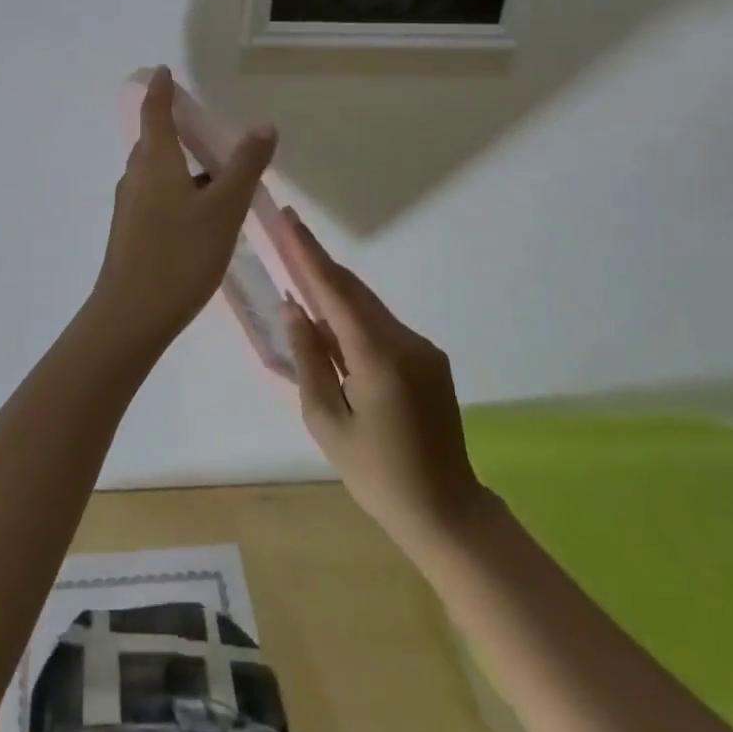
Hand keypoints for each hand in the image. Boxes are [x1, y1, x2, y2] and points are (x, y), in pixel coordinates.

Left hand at [87, 67, 277, 354]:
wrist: (131, 315)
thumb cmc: (180, 255)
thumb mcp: (223, 209)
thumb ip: (244, 166)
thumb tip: (263, 125)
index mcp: (154, 162)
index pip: (154, 111)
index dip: (161, 89)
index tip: (165, 71)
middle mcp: (135, 177)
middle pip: (155, 143)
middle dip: (178, 131)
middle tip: (210, 132)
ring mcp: (129, 206)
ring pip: (157, 173)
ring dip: (182, 167)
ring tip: (218, 178)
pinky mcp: (130, 232)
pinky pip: (156, 197)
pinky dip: (178, 192)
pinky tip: (202, 218)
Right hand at [280, 208, 487, 558]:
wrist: (445, 511)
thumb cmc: (375, 473)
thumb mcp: (326, 420)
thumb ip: (308, 358)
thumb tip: (293, 308)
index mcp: (378, 357)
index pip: (334, 292)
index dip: (307, 254)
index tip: (288, 220)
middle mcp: (405, 341)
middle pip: (353, 290)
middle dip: (317, 260)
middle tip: (287, 231)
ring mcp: (423, 349)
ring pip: (368, 307)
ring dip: (334, 289)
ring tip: (299, 270)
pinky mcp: (430, 359)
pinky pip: (382, 327)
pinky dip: (353, 317)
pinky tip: (330, 324)